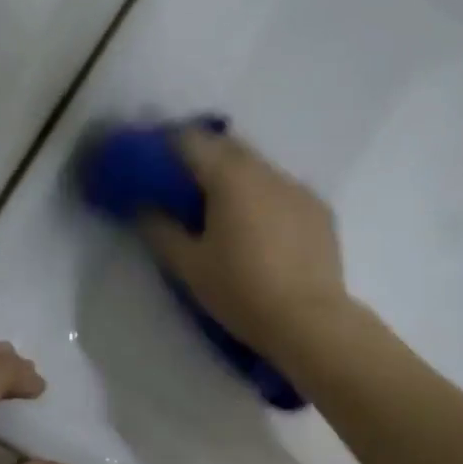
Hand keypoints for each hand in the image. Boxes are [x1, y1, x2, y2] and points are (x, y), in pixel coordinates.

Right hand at [137, 126, 349, 359]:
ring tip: (221, 208)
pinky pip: (282, 190)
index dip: (166, 145)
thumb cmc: (241, 292)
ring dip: (235, 177)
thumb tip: (143, 207)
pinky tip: (259, 228)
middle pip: (227, 147)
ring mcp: (298, 188)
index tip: (151, 162)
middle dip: (202, 157)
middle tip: (182, 184)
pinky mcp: (319, 209)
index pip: (191, 141)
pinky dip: (263, 197)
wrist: (309, 322)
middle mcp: (266, 171)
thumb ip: (160, 229)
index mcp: (230, 178)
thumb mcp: (189, 266)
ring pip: (257, 167)